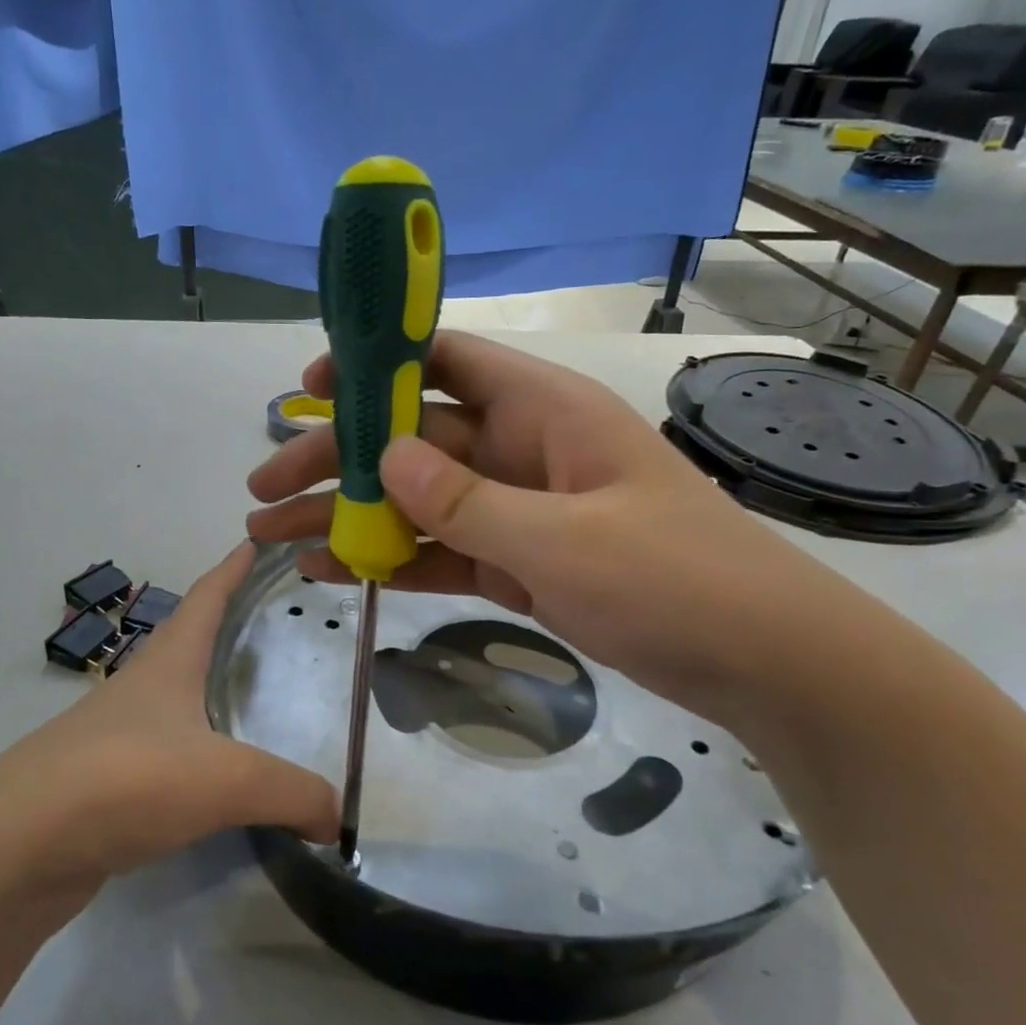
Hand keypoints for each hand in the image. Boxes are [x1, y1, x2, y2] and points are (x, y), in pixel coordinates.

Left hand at [0, 543, 338, 892]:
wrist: (17, 848)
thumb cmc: (128, 778)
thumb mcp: (227, 779)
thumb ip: (293, 793)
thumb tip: (338, 820)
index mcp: (169, 662)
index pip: (207, 596)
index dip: (233, 567)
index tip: (255, 540)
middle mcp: (141, 689)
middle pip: (188, 642)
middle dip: (226, 625)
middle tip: (272, 625)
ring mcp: (116, 736)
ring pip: (175, 700)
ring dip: (207, 690)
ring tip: (251, 698)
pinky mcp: (103, 784)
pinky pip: (163, 755)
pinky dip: (195, 753)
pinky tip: (214, 778)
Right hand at [245, 332, 856, 725]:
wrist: (764, 663)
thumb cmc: (677, 582)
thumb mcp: (565, 541)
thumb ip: (469, 501)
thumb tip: (385, 457)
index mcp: (543, 412)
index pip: (444, 360)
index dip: (373, 365)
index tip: (310, 389)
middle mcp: (522, 449)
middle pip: (410, 440)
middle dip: (335, 461)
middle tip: (262, 488)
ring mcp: (518, 508)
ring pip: (416, 500)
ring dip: (348, 515)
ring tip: (274, 536)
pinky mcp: (518, 561)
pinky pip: (442, 550)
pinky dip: (392, 558)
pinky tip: (335, 569)